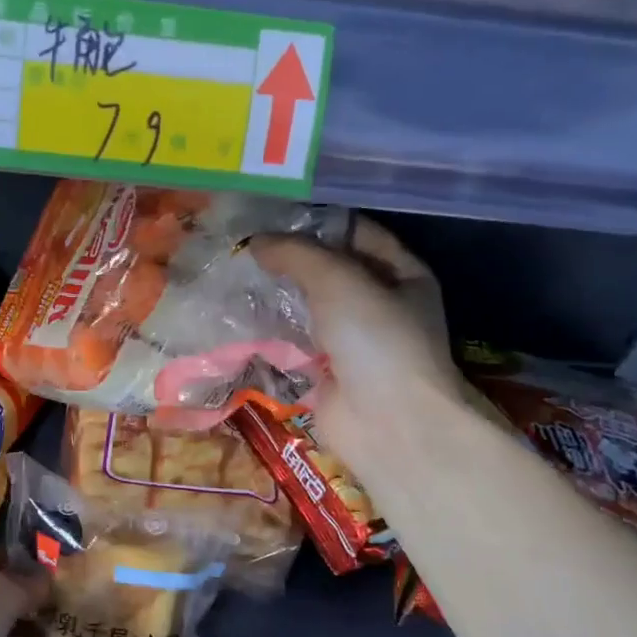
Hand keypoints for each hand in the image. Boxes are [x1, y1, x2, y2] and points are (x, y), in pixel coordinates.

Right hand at [251, 219, 463, 471]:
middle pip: (330, 270)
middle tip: (244, 243)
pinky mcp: (327, 371)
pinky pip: (294, 341)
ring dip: (277, 294)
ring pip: (308, 306)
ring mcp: (354, 340)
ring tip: (234, 273)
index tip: (271, 213)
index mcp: (402, 274)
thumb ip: (296, 254)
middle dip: (290, 258)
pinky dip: (271, 330)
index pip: (356, 233)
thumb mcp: (338, 280)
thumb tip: (256, 242)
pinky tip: (238, 314)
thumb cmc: (376, 339)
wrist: (388, 423)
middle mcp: (381, 304)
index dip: (317, 221)